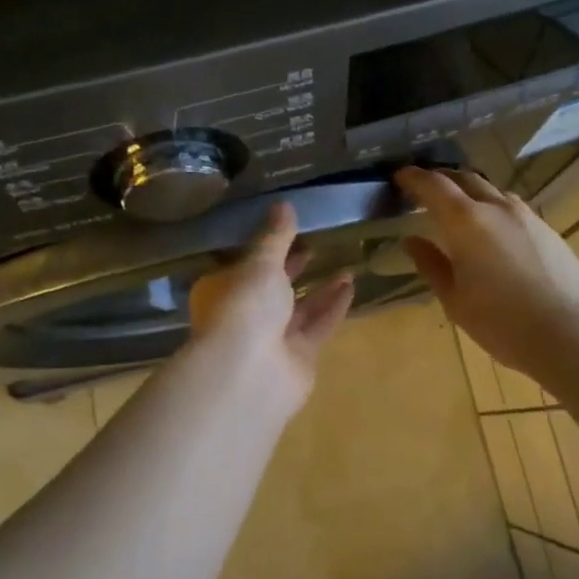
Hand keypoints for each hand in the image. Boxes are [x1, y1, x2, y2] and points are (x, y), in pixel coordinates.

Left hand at [188, 202, 354, 405]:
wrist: (249, 374)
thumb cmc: (245, 307)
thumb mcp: (260, 263)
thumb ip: (275, 237)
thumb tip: (284, 203)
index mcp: (226, 291)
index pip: (247, 266)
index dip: (267, 250)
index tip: (291, 231)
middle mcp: (248, 315)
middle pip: (274, 289)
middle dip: (294, 269)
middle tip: (317, 246)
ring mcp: (273, 340)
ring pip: (300, 309)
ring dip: (321, 288)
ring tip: (346, 265)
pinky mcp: (299, 358)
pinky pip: (318, 326)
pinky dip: (334, 307)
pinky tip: (351, 286)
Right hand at [396, 166, 578, 380]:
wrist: (572, 334)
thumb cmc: (501, 321)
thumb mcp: (455, 299)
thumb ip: (431, 265)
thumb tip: (412, 241)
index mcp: (465, 220)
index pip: (433, 185)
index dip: (413, 178)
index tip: (399, 178)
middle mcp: (496, 207)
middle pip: (465, 179)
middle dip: (442, 179)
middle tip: (425, 189)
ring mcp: (527, 217)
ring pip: (492, 191)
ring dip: (470, 192)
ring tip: (459, 208)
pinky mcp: (548, 231)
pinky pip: (512, 208)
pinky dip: (493, 208)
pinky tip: (493, 231)